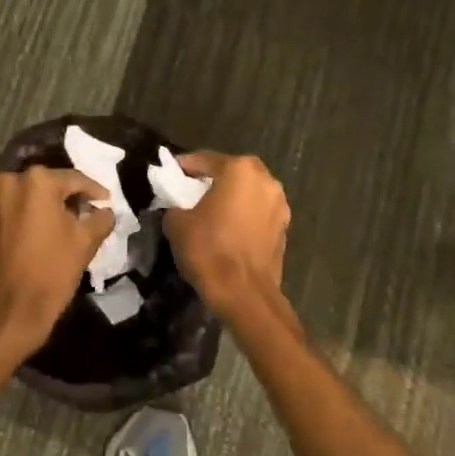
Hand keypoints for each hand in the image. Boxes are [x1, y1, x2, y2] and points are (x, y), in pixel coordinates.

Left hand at [0, 166, 113, 364]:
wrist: (8, 311)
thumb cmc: (50, 272)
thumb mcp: (84, 242)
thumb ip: (100, 218)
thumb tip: (105, 210)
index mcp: (37, 181)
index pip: (75, 179)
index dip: (95, 191)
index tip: (108, 202)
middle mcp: (11, 180)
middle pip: (51, 184)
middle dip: (70, 197)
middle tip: (90, 211)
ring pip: (32, 195)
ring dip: (50, 205)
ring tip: (70, 222)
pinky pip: (16, 207)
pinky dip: (32, 214)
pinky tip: (47, 230)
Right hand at [162, 152, 290, 318]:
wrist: (244, 295)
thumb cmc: (209, 250)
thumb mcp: (177, 223)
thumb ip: (176, 205)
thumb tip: (178, 206)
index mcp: (239, 170)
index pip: (206, 160)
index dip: (185, 166)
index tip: (170, 173)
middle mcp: (265, 180)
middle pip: (232, 172)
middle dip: (213, 179)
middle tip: (191, 191)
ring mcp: (280, 205)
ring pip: (248, 193)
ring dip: (231, 198)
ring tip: (210, 211)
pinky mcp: (284, 229)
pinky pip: (258, 213)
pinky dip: (244, 216)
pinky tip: (228, 230)